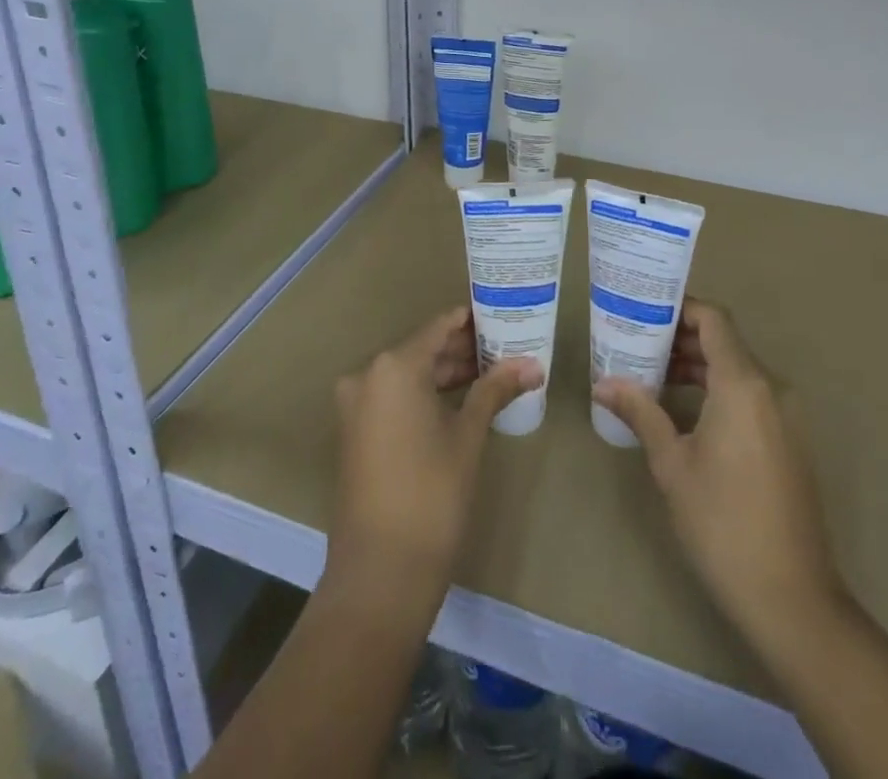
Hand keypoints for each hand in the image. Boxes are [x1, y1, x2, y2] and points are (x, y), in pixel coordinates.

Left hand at [329, 306, 542, 596]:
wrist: (380, 572)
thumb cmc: (431, 494)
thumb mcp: (468, 436)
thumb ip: (495, 390)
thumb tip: (532, 365)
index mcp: (394, 366)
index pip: (438, 327)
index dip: (470, 320)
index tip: (501, 314)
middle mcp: (368, 375)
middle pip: (422, 349)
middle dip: (462, 349)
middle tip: (504, 347)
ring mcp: (356, 404)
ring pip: (408, 374)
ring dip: (444, 373)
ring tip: (490, 372)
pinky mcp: (355, 430)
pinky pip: (394, 396)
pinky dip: (424, 394)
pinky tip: (459, 399)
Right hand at [594, 303, 843, 664]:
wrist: (791, 596)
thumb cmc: (722, 521)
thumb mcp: (672, 463)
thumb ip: (641, 412)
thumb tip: (603, 383)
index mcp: (743, 384)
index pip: (714, 320)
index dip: (680, 309)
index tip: (644, 312)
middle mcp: (771, 388)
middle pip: (725, 342)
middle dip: (681, 339)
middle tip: (637, 344)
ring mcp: (786, 415)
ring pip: (738, 370)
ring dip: (698, 366)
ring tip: (653, 375)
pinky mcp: (790, 440)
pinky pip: (751, 396)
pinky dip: (719, 390)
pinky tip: (685, 411)